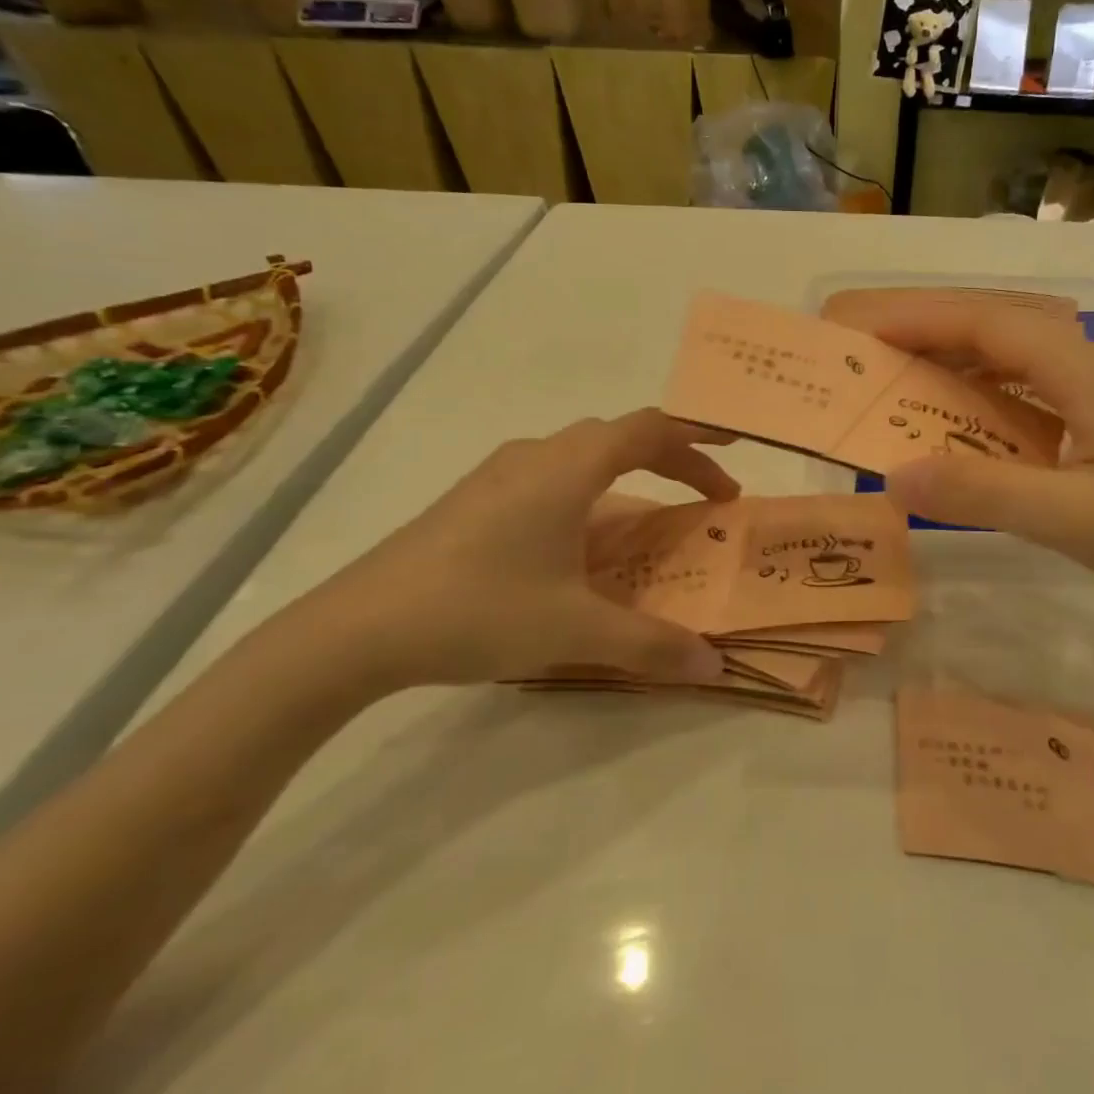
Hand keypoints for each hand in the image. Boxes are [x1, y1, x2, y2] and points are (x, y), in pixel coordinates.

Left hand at [279, 409, 737, 693]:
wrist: (356, 629)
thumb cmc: (479, 610)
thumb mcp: (576, 631)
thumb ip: (652, 644)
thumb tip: (715, 662)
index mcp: (568, 468)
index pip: (650, 430)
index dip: (700, 437)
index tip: (737, 452)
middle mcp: (536, 456)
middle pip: (620, 437)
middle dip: (673, 460)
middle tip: (707, 499)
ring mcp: (498, 475)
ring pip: (582, 456)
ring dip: (628, 476)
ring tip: (651, 520)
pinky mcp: (473, 500)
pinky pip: (550, 478)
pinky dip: (589, 493)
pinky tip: (580, 544)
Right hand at [858, 299, 1093, 624]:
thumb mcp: (1074, 521)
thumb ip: (982, 495)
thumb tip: (893, 475)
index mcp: (1089, 371)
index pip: (989, 326)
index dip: (921, 321)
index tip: (863, 330)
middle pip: (1001, 332)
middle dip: (932, 336)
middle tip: (871, 354)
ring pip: (1019, 360)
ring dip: (960, 365)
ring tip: (904, 383)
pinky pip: (1037, 390)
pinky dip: (990, 397)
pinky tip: (968, 422)